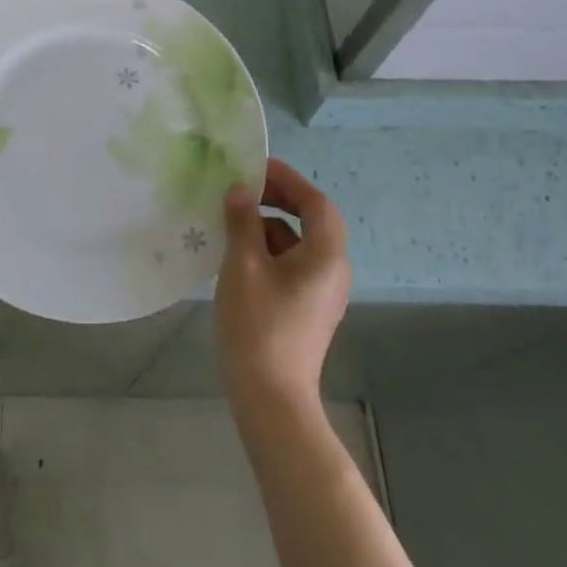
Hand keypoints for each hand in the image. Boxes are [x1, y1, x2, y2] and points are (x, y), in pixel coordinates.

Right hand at [216, 158, 351, 407]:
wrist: (271, 399)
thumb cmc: (258, 325)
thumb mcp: (243, 265)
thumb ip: (242, 221)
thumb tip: (240, 191)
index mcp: (325, 255)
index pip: (316, 202)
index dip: (288, 179)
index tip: (256, 167)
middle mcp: (332, 270)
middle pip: (312, 220)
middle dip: (279, 199)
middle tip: (244, 189)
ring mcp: (322, 292)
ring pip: (299, 243)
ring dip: (270, 225)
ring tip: (233, 220)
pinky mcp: (308, 309)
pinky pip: (293, 264)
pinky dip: (270, 250)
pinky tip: (239, 255)